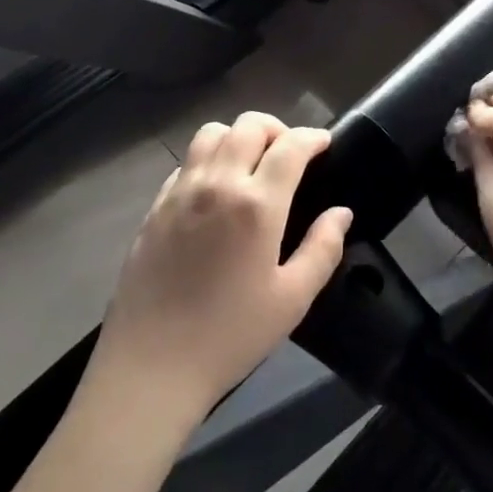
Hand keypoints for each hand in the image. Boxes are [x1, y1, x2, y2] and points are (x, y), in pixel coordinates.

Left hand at [91, 113, 350, 421]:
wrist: (151, 366)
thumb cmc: (230, 336)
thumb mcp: (292, 300)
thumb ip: (323, 249)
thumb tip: (341, 212)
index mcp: (257, 204)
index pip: (290, 146)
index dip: (312, 137)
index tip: (324, 143)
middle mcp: (218, 183)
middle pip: (248, 125)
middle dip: (276, 129)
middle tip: (290, 153)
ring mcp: (181, 191)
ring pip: (212, 133)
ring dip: (238, 136)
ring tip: (252, 162)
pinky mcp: (156, 206)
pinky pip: (186, 161)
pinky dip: (208, 158)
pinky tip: (215, 189)